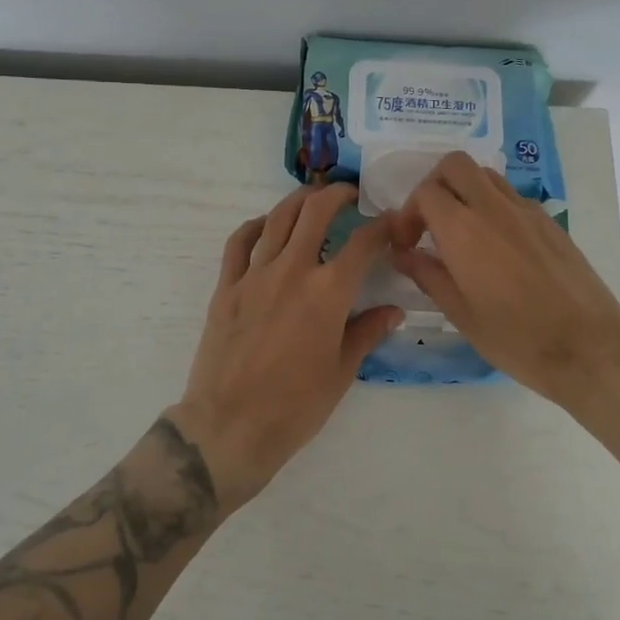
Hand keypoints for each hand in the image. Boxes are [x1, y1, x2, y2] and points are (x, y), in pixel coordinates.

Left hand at [169, 184, 404, 511]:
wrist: (231, 426)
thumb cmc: (295, 406)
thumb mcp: (342, 372)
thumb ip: (367, 332)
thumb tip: (393, 311)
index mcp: (328, 292)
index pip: (363, 243)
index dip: (383, 227)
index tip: (392, 221)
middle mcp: (292, 271)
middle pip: (315, 212)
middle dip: (336, 194)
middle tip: (349, 194)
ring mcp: (254, 275)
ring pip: (277, 218)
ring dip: (298, 200)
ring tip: (312, 197)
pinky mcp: (226, 287)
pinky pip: (238, 243)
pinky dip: (254, 226)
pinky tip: (265, 225)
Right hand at [387, 152, 619, 411]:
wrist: (590, 348)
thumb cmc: (517, 339)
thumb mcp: (461, 314)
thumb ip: (427, 275)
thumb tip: (403, 254)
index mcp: (464, 230)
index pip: (425, 192)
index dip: (407, 214)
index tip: (407, 245)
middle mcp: (494, 208)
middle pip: (455, 165)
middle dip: (434, 186)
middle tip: (430, 224)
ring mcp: (527, 211)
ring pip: (485, 176)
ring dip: (465, 192)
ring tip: (462, 233)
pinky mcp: (550, 222)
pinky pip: (511, 197)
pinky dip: (492, 206)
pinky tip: (496, 248)